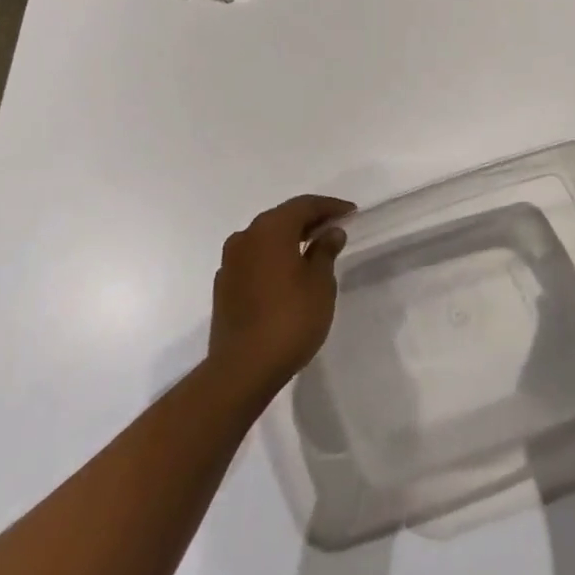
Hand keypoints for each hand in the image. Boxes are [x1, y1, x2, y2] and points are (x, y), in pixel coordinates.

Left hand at [207, 194, 353, 400]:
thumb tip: (330, 232)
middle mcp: (246, 237)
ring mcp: (230, 262)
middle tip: (334, 227)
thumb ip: (325, 251)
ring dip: (289, 239)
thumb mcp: (320, 283)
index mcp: (270, 229)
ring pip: (265, 238)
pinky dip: (273, 258)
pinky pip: (253, 259)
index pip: (304, 205)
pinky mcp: (224, 286)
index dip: (330, 206)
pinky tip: (287, 274)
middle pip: (282, 218)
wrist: (242, 369)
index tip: (350, 212)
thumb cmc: (289, 319)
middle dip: (309, 220)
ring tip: (313, 249)